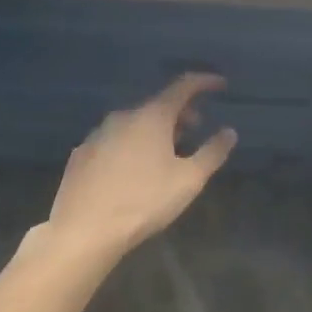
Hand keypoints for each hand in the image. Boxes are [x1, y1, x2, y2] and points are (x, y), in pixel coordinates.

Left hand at [45, 74, 236, 262]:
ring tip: (166, 153)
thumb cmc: (143, 202)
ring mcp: (98, 134)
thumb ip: (212, 153)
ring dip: (154, 130)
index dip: (204, 82)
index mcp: (151, 116)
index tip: (220, 85)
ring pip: (134, 123)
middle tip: (195, 129)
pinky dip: (131, 144)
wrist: (83, 229)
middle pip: (157, 105)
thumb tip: (229, 132)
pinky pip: (114, 140)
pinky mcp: (81, 154)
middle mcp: (123, 116)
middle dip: (180, 113)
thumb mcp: (188, 180)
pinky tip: (133, 169)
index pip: (182, 86)